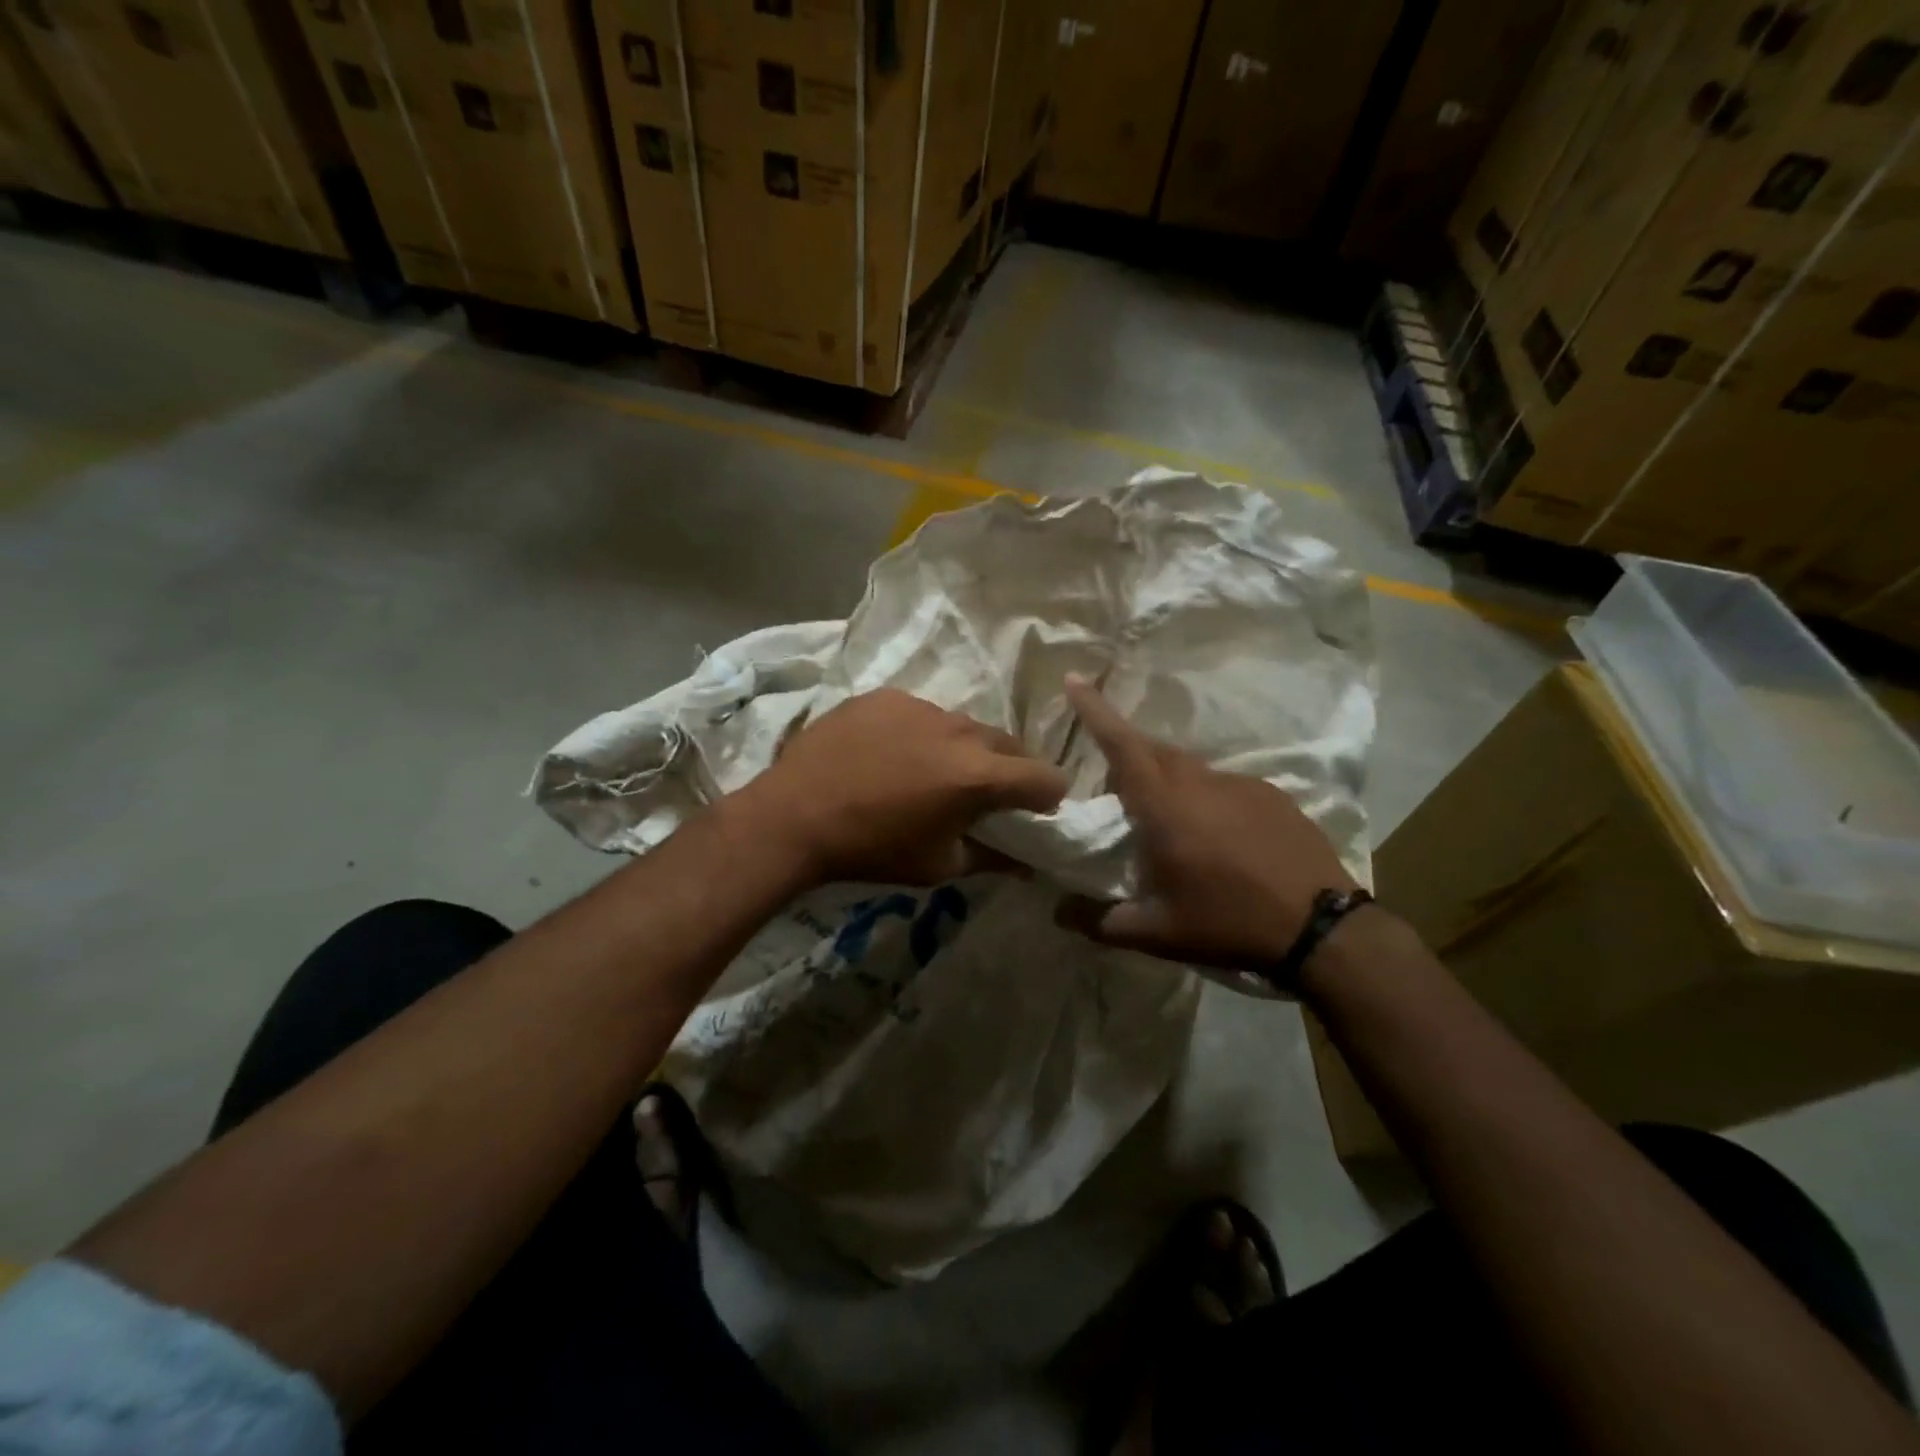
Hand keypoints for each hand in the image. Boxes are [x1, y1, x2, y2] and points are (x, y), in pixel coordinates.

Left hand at [736, 688, 1069, 885]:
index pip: (1044, 777)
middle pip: (1007, 745)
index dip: (1048, 796)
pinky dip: (920, 734)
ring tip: (929, 773)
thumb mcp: (938, 865)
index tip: (1034, 810)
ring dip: (961, 749)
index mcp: (979, 776)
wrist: (795, 815)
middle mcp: (959, 731)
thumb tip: (1026, 864)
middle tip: (984, 795)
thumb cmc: (872, 849)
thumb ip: (991, 859)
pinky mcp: (887, 696)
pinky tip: (889, 755)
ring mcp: (921, 706)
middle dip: (1008, 770)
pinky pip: (921, 713)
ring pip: (963, 726)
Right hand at [1056, 674, 1358, 968]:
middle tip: (1116, 785)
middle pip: (1154, 752)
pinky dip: (1207, 800)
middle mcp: (1201, 783)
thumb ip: (1101, 921)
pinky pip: (1225, 786)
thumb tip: (1059, 913)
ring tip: (1169, 823)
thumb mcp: (1157, 933)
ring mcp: (1241, 785)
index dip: (1095, 710)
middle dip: (1128, 753)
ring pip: (1191, 770)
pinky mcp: (1273, 796)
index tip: (1074, 678)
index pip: (1122, 745)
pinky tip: (1218, 837)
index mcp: (1165, 806)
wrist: (1320, 928)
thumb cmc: (1228, 924)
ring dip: (1169, 783)